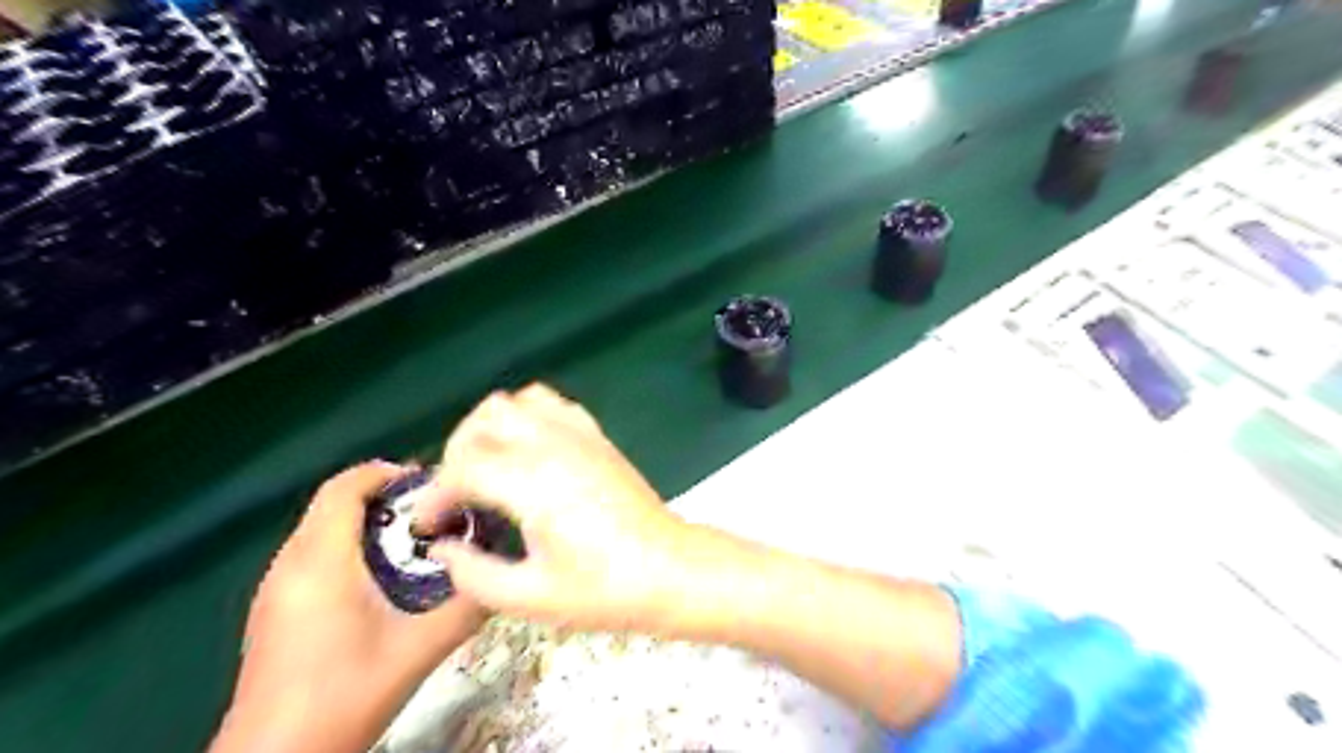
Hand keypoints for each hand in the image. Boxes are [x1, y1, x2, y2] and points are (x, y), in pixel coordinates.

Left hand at [219, 462, 491, 749]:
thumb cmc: (345, 695)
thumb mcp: (419, 650)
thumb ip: (466, 608)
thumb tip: (501, 577)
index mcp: (321, 563)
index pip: (344, 488)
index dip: (384, 473)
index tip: (427, 482)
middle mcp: (289, 565)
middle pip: (332, 503)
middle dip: (383, 497)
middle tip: (431, 513)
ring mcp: (275, 589)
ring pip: (320, 529)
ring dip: (365, 522)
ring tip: (413, 541)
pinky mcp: (273, 610)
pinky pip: (311, 554)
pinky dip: (348, 547)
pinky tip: (380, 579)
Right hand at [418, 386, 690, 632]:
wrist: (669, 569)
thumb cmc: (603, 590)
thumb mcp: (529, 597)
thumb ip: (473, 574)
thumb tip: (444, 550)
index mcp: (532, 482)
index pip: (462, 468)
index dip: (434, 496)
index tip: (429, 527)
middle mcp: (552, 445)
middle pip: (484, 420)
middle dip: (456, 454)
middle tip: (457, 497)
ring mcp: (579, 435)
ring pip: (516, 401)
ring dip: (490, 428)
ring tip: (488, 468)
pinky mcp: (597, 437)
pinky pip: (552, 405)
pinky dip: (527, 418)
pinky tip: (528, 454)